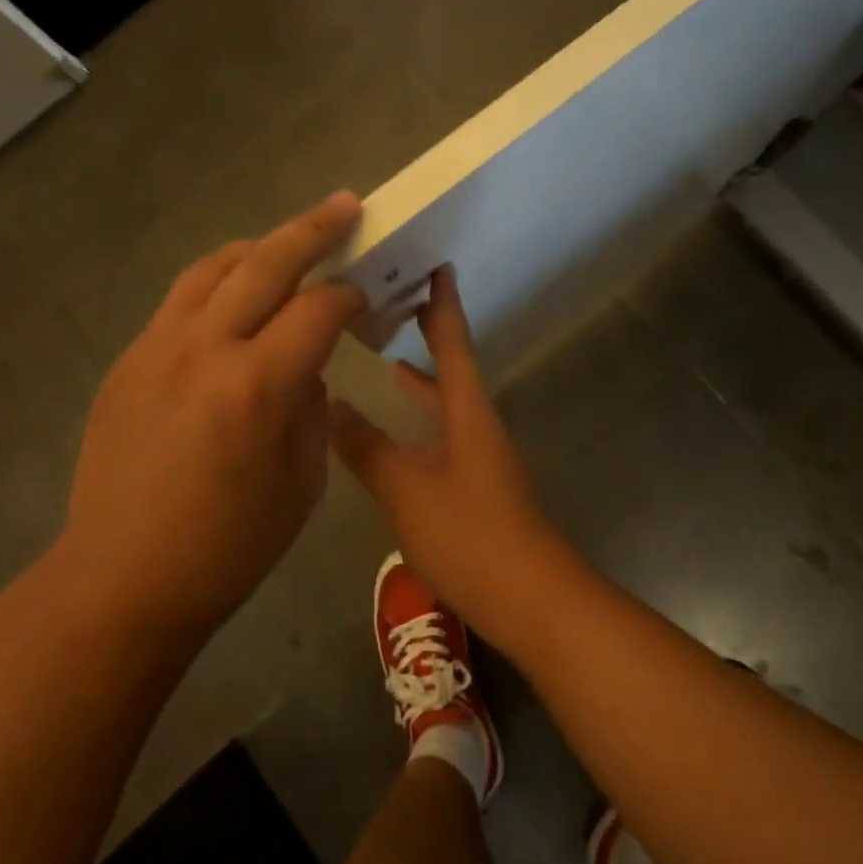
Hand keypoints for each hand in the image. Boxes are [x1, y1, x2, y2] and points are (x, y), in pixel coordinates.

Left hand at [59, 193, 366, 643]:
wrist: (122, 578)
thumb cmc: (228, 547)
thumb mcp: (301, 483)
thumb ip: (312, 409)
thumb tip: (308, 367)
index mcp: (257, 386)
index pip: (318, 310)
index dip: (349, 296)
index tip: (364, 299)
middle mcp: (204, 349)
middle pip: (266, 263)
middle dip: (313, 230)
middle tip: (344, 206)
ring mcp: (156, 349)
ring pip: (213, 268)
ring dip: (259, 247)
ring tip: (287, 240)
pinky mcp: (128, 361)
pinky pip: (180, 301)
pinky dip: (217, 282)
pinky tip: (235, 296)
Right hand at [326, 266, 579, 645]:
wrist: (532, 598)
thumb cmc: (471, 536)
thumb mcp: (407, 491)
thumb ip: (368, 448)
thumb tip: (330, 405)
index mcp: (468, 412)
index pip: (454, 344)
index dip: (443, 304)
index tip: (436, 264)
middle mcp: (479, 424)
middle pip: (452, 368)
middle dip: (428, 335)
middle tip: (393, 305)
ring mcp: (482, 456)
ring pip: (447, 404)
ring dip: (420, 381)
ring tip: (385, 360)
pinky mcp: (478, 485)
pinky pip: (444, 435)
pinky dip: (420, 421)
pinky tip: (395, 435)